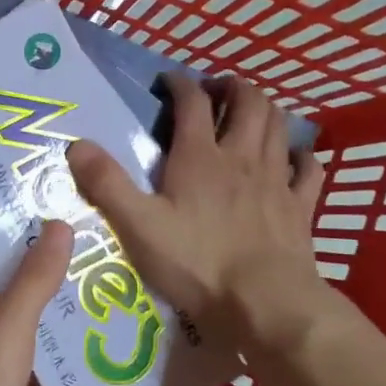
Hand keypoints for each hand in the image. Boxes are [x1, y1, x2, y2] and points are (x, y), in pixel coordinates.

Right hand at [66, 74, 341, 351]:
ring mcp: (276, 180)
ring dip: (265, 110)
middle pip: (248, 102)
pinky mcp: (300, 207)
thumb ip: (106, 183)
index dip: (180, 84)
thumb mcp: (137, 225)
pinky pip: (308, 169)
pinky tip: (293, 158)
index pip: (192, 103)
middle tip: (217, 90)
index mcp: (200, 157)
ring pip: (279, 127)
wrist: (266, 304)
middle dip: (233, 87)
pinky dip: (301, 155)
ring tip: (250, 111)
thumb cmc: (197, 263)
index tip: (168, 81)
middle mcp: (241, 157)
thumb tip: (76, 144)